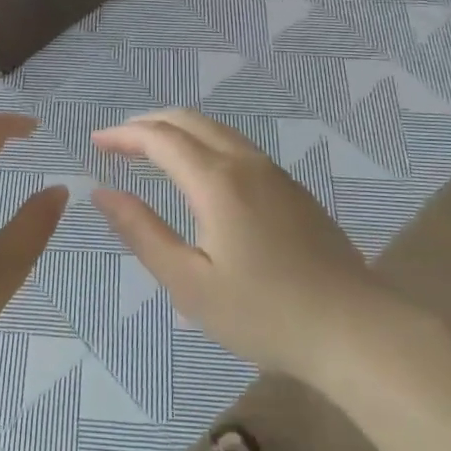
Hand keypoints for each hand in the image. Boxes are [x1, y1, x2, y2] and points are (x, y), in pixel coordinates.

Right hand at [92, 110, 445, 389]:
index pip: (160, 138)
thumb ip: (142, 232)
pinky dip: (204, 143)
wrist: (354, 329)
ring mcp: (275, 174)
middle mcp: (245, 163)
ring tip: (150, 149)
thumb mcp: (189, 283)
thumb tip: (103, 193)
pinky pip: (238, 147)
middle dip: (148, 124)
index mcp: (217, 181)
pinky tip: (198, 171)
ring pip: (217, 130)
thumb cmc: (263, 313)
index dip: (124, 135)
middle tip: (117, 141)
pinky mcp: (293, 190)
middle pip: (189, 121)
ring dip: (178, 130)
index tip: (96, 142)